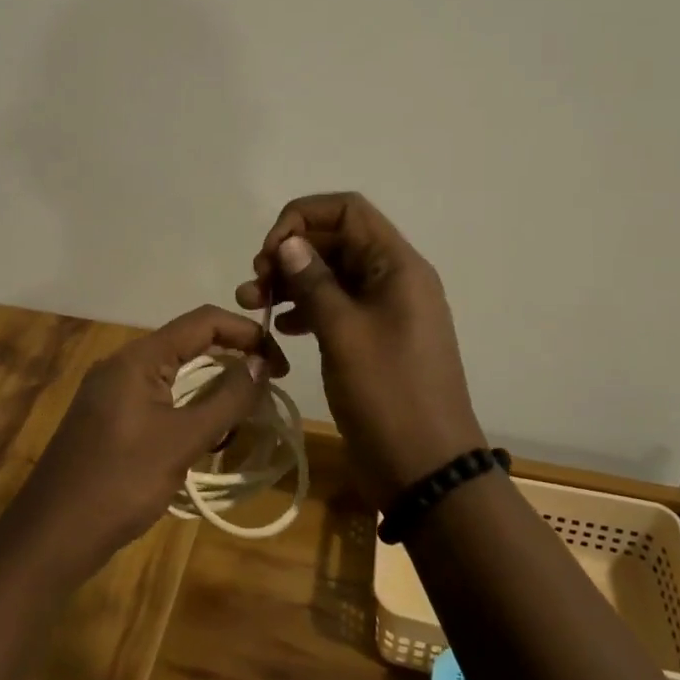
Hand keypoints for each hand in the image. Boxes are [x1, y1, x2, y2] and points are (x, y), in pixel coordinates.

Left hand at [14, 305, 287, 580]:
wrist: (51, 536)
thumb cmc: (119, 482)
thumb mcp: (181, 441)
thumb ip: (225, 400)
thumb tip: (259, 363)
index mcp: (138, 358)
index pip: (202, 321)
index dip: (245, 332)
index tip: (279, 362)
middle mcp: (123, 364)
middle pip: (188, 343)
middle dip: (232, 358)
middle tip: (269, 384)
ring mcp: (112, 391)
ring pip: (174, 372)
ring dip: (212, 385)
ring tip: (245, 411)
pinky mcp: (109, 419)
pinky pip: (159, 397)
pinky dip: (189, 406)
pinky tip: (207, 432)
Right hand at [236, 193, 485, 508]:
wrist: (426, 470)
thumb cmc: (388, 394)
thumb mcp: (344, 333)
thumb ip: (314, 281)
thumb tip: (288, 242)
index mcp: (397, 266)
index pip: (348, 210)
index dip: (303, 218)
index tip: (270, 251)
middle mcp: (393, 279)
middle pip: (336, 241)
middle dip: (290, 253)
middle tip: (255, 284)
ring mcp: (384, 310)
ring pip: (331, 275)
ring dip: (291, 282)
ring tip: (253, 304)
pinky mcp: (373, 339)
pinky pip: (335, 306)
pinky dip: (305, 309)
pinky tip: (279, 328)